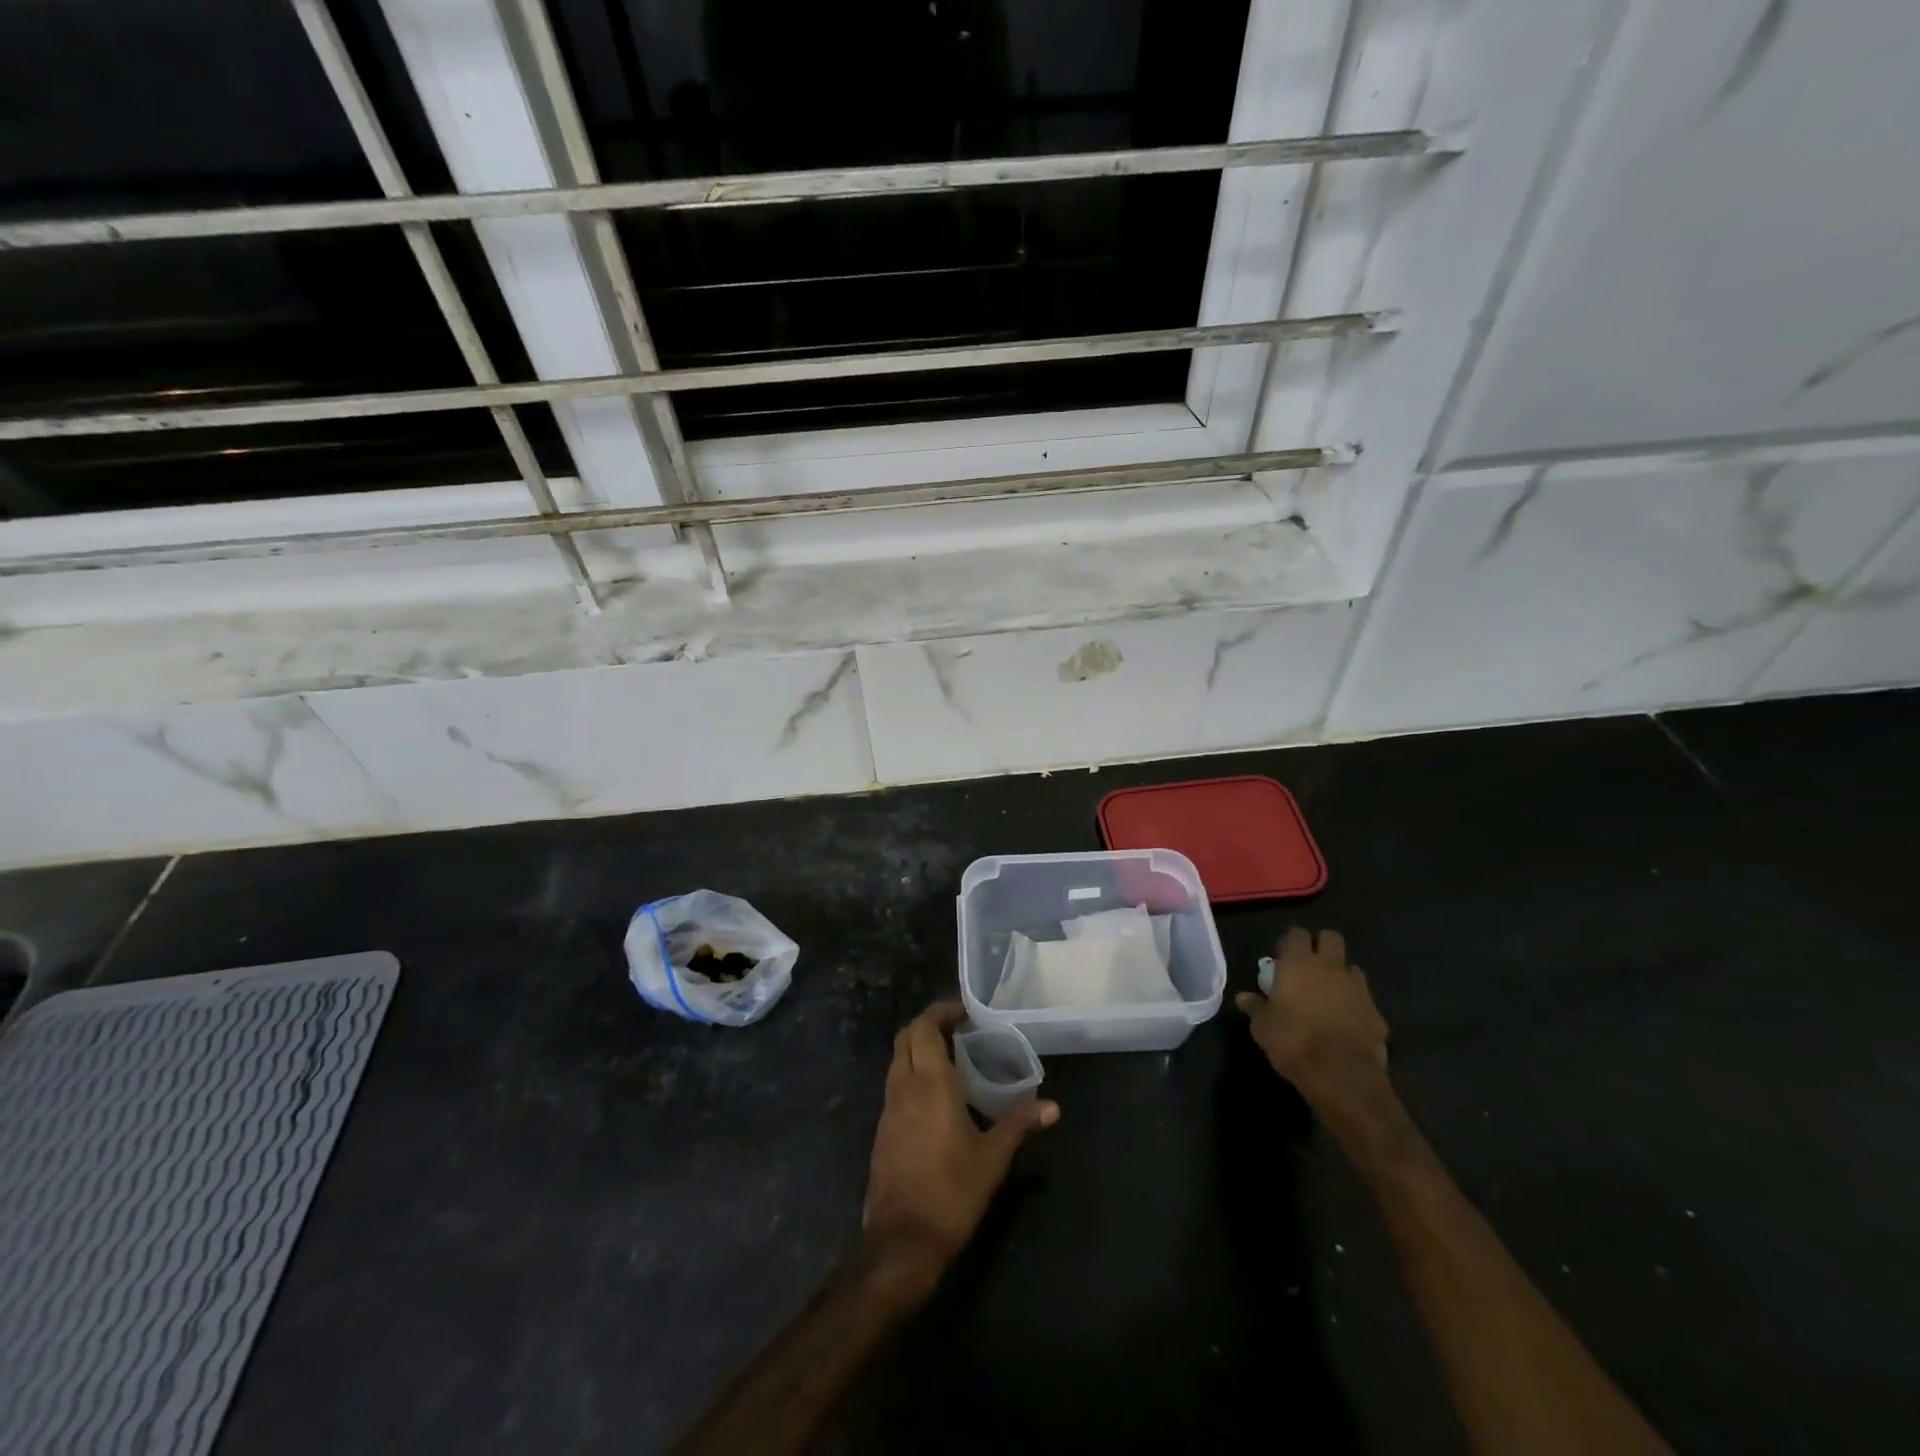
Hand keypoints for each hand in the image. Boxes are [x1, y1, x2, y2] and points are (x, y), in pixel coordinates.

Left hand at [862, 1001, 1058, 1285]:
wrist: (901, 1242)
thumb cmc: (951, 1193)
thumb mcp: (993, 1159)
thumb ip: (1019, 1124)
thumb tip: (1053, 1107)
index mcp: (930, 1084)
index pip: (925, 1027)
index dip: (942, 1011)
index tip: (967, 1012)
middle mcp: (904, 1086)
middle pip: (907, 1037)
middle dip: (929, 1024)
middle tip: (960, 1029)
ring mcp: (888, 1108)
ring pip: (898, 1060)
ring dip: (919, 1048)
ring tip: (952, 1057)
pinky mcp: (882, 1130)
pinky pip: (895, 1084)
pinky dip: (912, 1073)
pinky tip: (936, 1095)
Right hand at [1236, 927, 1388, 1112]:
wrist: (1342, 1075)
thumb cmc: (1293, 1042)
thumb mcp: (1263, 1027)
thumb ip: (1256, 1007)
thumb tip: (1244, 997)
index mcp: (1299, 963)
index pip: (1296, 934)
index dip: (1289, 943)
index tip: (1281, 959)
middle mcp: (1330, 967)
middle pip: (1331, 938)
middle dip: (1321, 947)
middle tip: (1308, 968)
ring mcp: (1358, 988)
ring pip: (1351, 968)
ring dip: (1341, 976)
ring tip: (1328, 996)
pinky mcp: (1377, 1013)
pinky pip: (1364, 999)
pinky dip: (1355, 1005)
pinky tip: (1345, 1024)